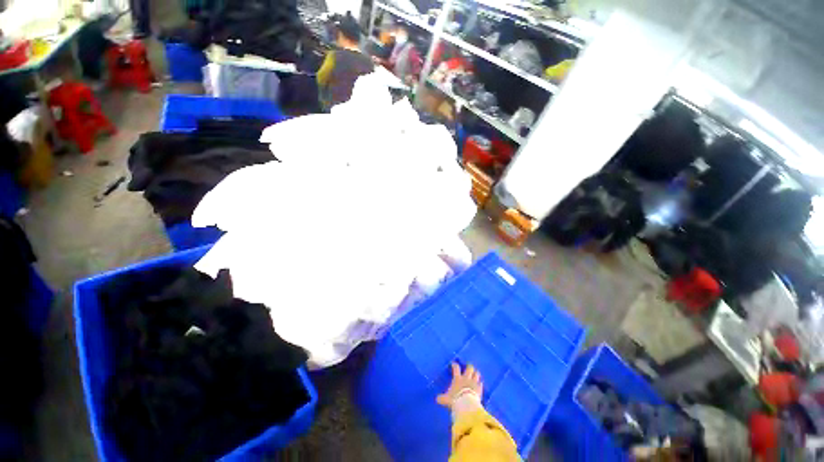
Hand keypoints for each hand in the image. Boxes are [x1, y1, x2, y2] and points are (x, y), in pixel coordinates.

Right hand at [437, 362, 482, 408]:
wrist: (467, 405)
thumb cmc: (455, 400)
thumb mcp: (446, 399)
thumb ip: (442, 398)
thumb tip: (437, 399)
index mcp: (457, 379)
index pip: (456, 368)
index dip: (455, 365)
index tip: (454, 364)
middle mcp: (466, 378)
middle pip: (469, 368)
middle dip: (469, 366)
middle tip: (469, 366)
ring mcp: (474, 382)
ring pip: (476, 374)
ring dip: (476, 373)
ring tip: (475, 373)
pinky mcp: (479, 389)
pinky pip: (481, 383)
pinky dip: (480, 383)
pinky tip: (480, 384)